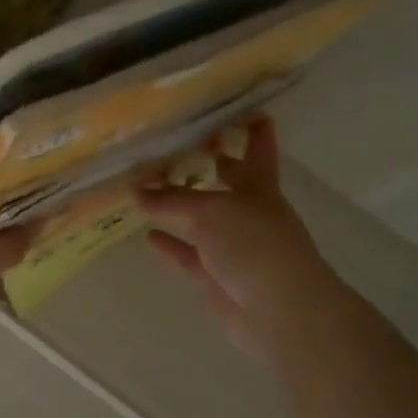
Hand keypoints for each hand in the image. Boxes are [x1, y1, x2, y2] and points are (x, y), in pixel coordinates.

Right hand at [136, 117, 334, 362]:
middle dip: (209, 161)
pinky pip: (188, 253)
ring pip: (202, 217)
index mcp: (259, 185)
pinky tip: (147, 234)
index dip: (251, 125)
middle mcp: (248, 210)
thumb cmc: (253, 245)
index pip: (258, 146)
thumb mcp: (209, 211)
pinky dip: (170, 243)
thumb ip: (170, 199)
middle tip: (175, 141)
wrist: (280, 312)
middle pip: (227, 179)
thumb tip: (136, 189)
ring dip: (179, 204)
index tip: (236, 104)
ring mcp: (233, 244)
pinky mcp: (217, 275)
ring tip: (147, 187)